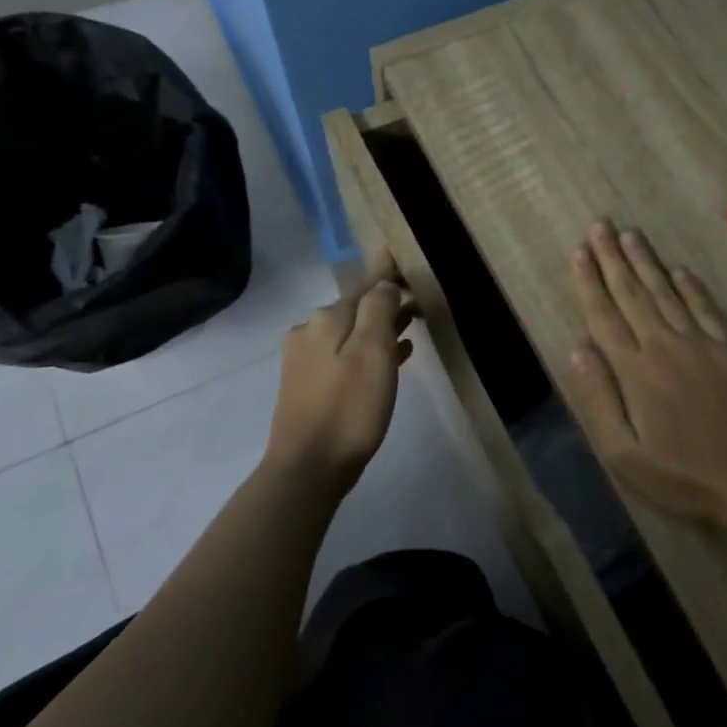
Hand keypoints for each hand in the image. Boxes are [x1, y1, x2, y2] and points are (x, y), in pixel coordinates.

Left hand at [265, 258, 415, 494]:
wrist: (308, 468)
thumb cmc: (349, 408)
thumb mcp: (373, 352)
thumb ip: (379, 309)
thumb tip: (384, 283)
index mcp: (327, 319)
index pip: (366, 285)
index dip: (389, 274)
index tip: (405, 258)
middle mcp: (310, 331)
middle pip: (357, 308)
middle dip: (388, 303)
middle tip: (421, 300)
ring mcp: (305, 359)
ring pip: (352, 332)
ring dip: (381, 328)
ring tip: (413, 328)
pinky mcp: (308, 385)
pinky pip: (345, 355)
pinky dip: (368, 351)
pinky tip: (393, 360)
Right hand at [562, 220, 726, 523]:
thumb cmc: (683, 474)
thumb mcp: (625, 454)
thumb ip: (598, 399)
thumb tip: (578, 348)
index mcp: (636, 370)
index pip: (605, 315)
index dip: (589, 282)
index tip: (579, 251)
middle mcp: (666, 344)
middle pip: (633, 293)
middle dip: (613, 257)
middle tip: (600, 224)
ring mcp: (703, 342)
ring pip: (667, 292)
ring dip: (646, 261)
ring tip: (630, 234)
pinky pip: (706, 307)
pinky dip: (690, 285)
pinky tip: (678, 270)